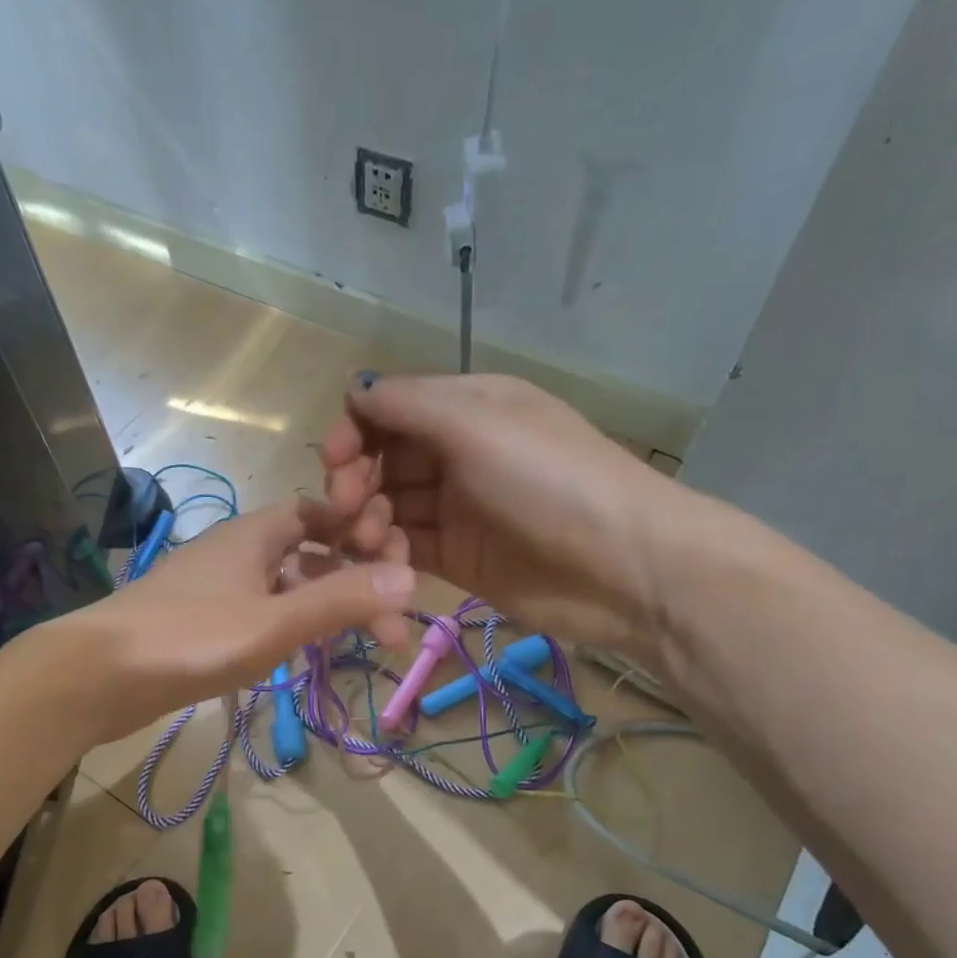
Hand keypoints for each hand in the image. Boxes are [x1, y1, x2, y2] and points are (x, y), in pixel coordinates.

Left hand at [59, 496, 414, 739]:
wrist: (97, 675)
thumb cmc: (191, 638)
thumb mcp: (274, 622)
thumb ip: (340, 601)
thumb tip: (411, 579)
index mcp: (255, 533)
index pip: (319, 511)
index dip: (359, 529)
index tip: (396, 563)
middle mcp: (238, 550)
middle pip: (309, 554)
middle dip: (353, 582)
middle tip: (390, 629)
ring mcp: (217, 586)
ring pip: (286, 586)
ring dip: (325, 608)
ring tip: (360, 643)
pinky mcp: (202, 620)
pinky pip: (262, 611)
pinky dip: (291, 625)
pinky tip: (305, 653)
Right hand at [319, 372, 686, 647]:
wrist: (622, 567)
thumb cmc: (550, 481)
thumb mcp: (479, 425)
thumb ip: (409, 404)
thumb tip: (355, 389)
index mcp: (466, 407)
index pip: (388, 409)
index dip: (353, 430)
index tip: (334, 460)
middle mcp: (456, 452)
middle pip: (381, 460)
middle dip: (355, 482)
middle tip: (345, 510)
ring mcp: (456, 508)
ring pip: (387, 506)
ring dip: (367, 522)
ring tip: (371, 543)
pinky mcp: (456, 558)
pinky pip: (404, 548)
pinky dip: (386, 555)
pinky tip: (385, 567)